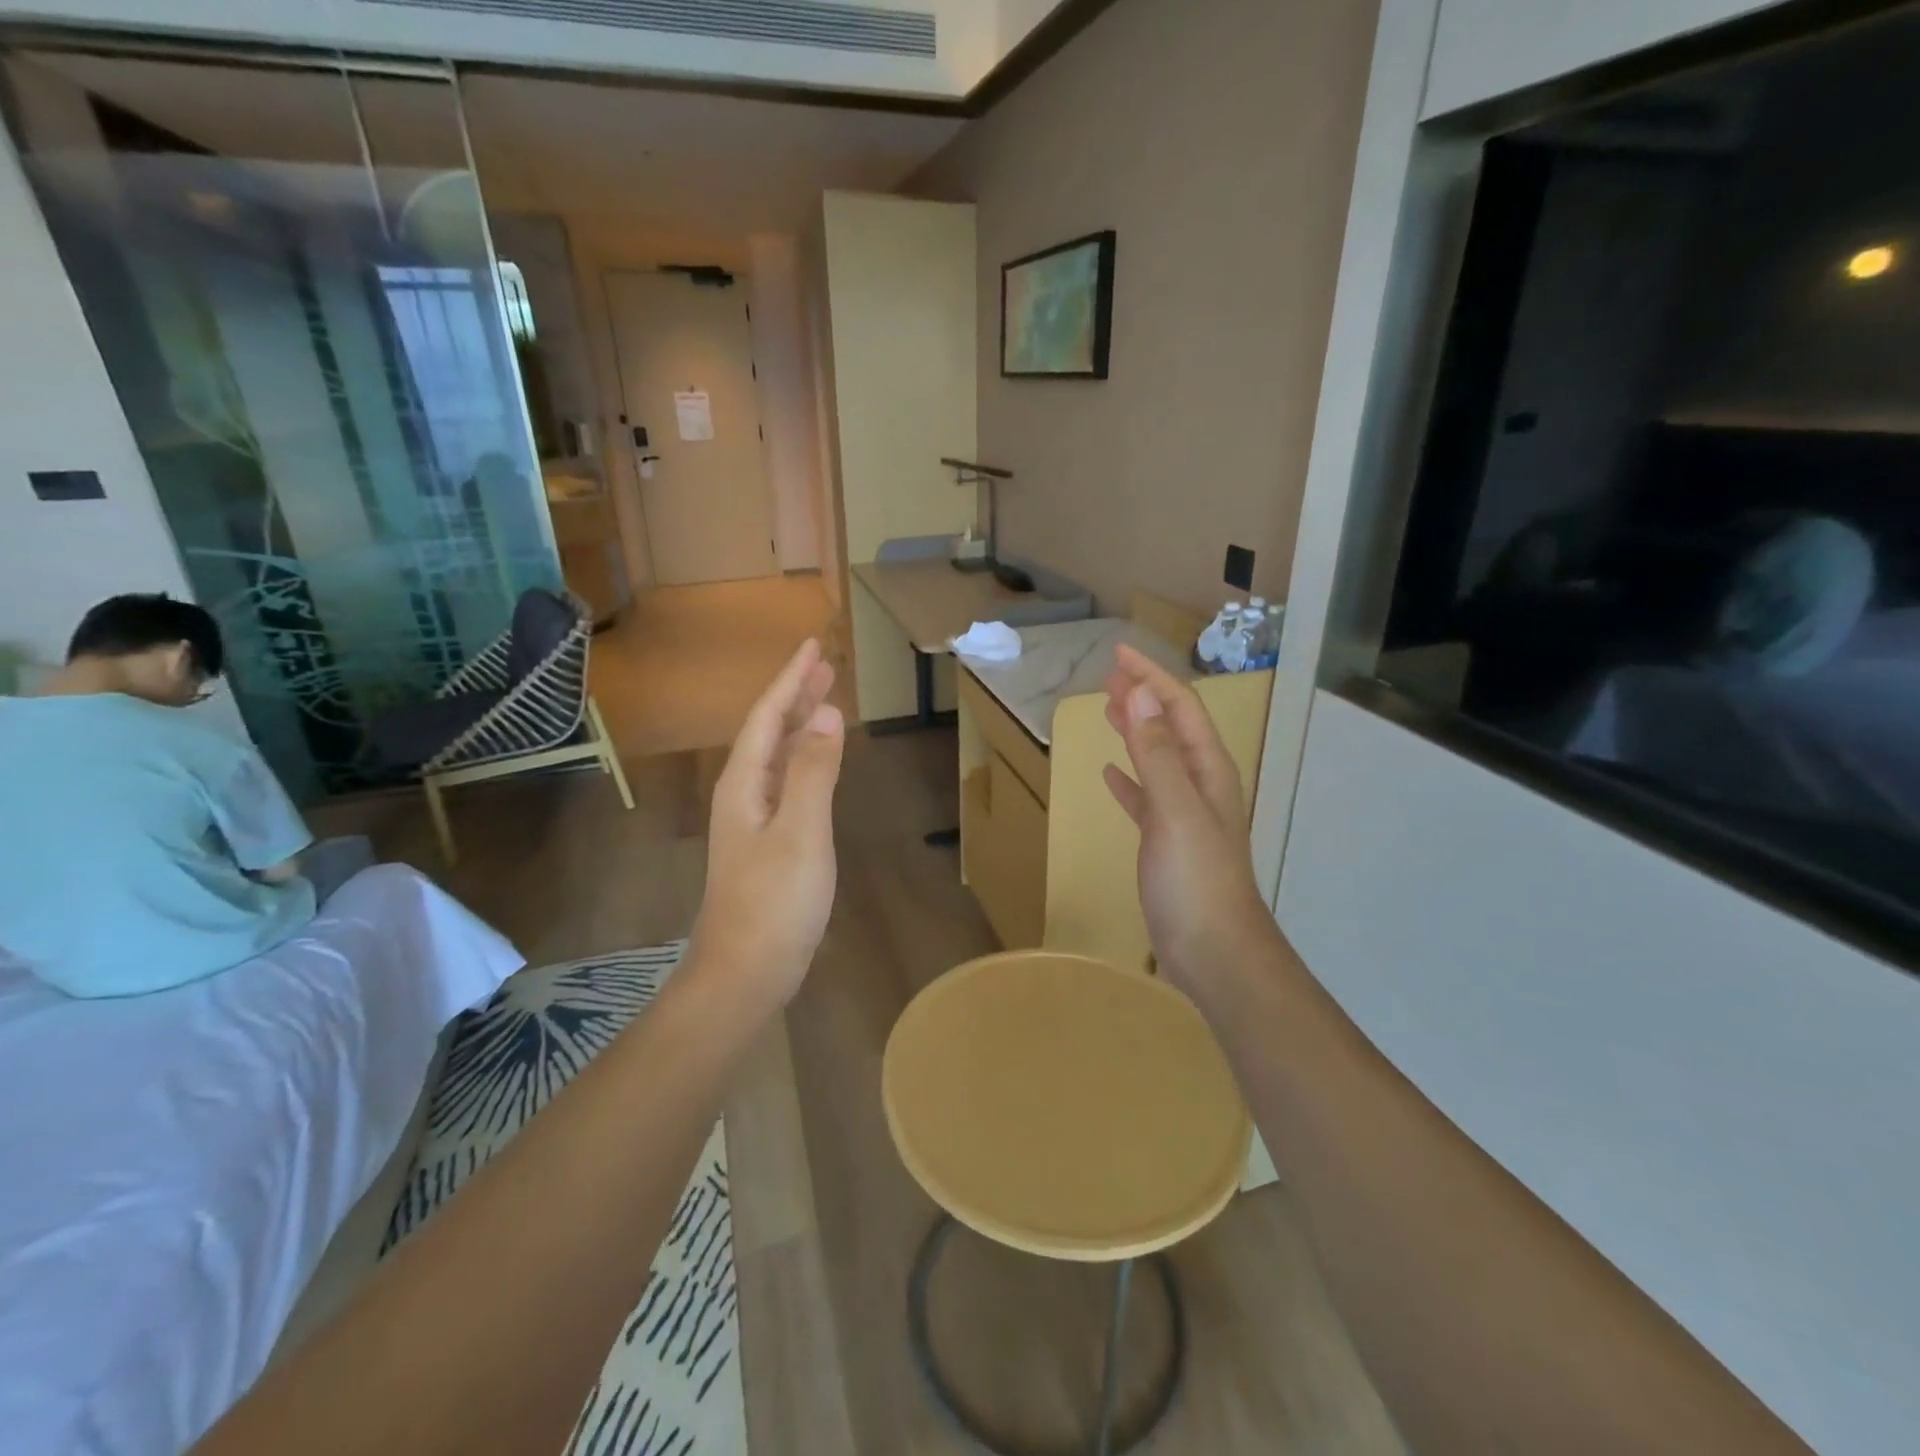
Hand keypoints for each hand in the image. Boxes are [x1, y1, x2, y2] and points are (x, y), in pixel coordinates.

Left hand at [690, 639, 844, 1007]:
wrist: (745, 972)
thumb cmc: (774, 902)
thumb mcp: (801, 831)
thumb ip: (813, 771)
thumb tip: (827, 713)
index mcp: (744, 783)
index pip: (769, 716)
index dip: (791, 680)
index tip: (812, 646)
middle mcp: (743, 794)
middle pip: (770, 732)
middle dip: (796, 696)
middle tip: (825, 666)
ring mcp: (753, 821)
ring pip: (778, 757)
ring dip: (801, 726)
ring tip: (826, 702)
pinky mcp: (768, 844)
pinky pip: (787, 784)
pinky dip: (806, 762)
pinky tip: (819, 764)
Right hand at [1102, 645, 1275, 999]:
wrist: (1215, 951)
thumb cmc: (1195, 879)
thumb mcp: (1175, 809)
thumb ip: (1156, 752)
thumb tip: (1141, 693)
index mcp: (1208, 770)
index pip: (1180, 708)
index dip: (1151, 678)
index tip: (1118, 655)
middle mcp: (1200, 784)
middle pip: (1171, 727)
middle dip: (1143, 697)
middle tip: (1109, 676)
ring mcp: (1185, 815)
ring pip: (1157, 758)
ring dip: (1135, 731)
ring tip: (1108, 711)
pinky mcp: (1167, 842)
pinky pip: (1146, 797)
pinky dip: (1129, 779)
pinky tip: (1110, 775)